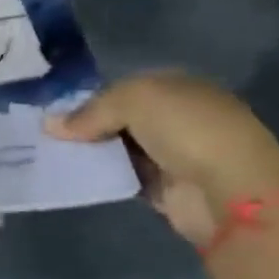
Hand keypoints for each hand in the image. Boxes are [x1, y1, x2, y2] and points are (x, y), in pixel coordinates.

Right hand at [44, 71, 278, 245]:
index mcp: (178, 87)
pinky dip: (103, 177)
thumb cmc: (188, 130)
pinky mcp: (165, 189)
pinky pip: (124, 177)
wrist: (231, 191)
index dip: (91, 99)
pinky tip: (76, 177)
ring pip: (120, 149)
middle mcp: (177, 118)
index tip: (57, 114)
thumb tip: (50, 125)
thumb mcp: (134, 100)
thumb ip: (91, 110)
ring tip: (53, 157)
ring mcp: (173, 155)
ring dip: (92, 154)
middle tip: (48, 137)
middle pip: (121, 119)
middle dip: (88, 127)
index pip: (125, 89)